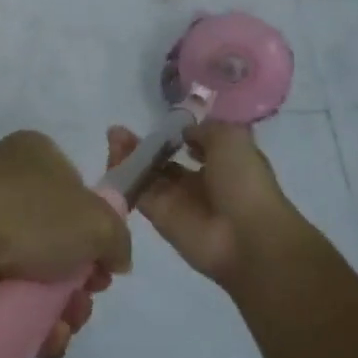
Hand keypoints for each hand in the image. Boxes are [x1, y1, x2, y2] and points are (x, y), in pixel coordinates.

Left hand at [0, 130, 130, 357]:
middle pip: (58, 242)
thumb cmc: (26, 215)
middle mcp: (6, 186)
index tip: (105, 269)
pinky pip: (2, 300)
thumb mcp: (95, 220)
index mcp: (36, 157)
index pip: (78, 195)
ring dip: (56, 311)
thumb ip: (117, 237)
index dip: (97, 235)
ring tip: (60, 331)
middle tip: (82, 304)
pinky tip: (41, 344)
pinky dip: (26, 326)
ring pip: (32, 277)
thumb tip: (115, 257)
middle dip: (78, 283)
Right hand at [105, 120, 297, 284]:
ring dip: (130, 155)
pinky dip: (124, 175)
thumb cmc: (244, 182)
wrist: (245, 236)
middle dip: (146, 144)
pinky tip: (113, 155)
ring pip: (148, 174)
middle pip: (164, 160)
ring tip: (114, 136)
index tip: (161, 122)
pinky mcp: (159, 217)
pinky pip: (138, 192)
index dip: (177, 133)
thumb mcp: (231, 139)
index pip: (194, 145)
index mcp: (223, 163)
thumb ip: (204, 130)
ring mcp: (178, 201)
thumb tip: (184, 132)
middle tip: (121, 130)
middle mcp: (199, 182)